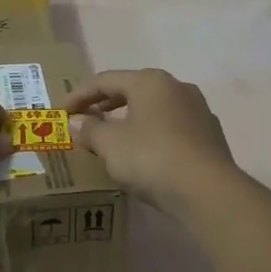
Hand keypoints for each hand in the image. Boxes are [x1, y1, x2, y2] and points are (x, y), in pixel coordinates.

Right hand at [64, 68, 237, 212]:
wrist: (209, 192)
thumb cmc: (152, 158)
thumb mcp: (111, 145)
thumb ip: (90, 130)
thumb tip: (77, 121)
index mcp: (150, 81)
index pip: (105, 80)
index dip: (79, 95)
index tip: (61, 112)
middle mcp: (176, 87)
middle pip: (132, 90)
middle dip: (105, 105)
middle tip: (85, 120)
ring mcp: (198, 110)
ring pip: (154, 108)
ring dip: (129, 119)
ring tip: (112, 138)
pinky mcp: (209, 135)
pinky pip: (171, 127)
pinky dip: (151, 134)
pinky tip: (143, 154)